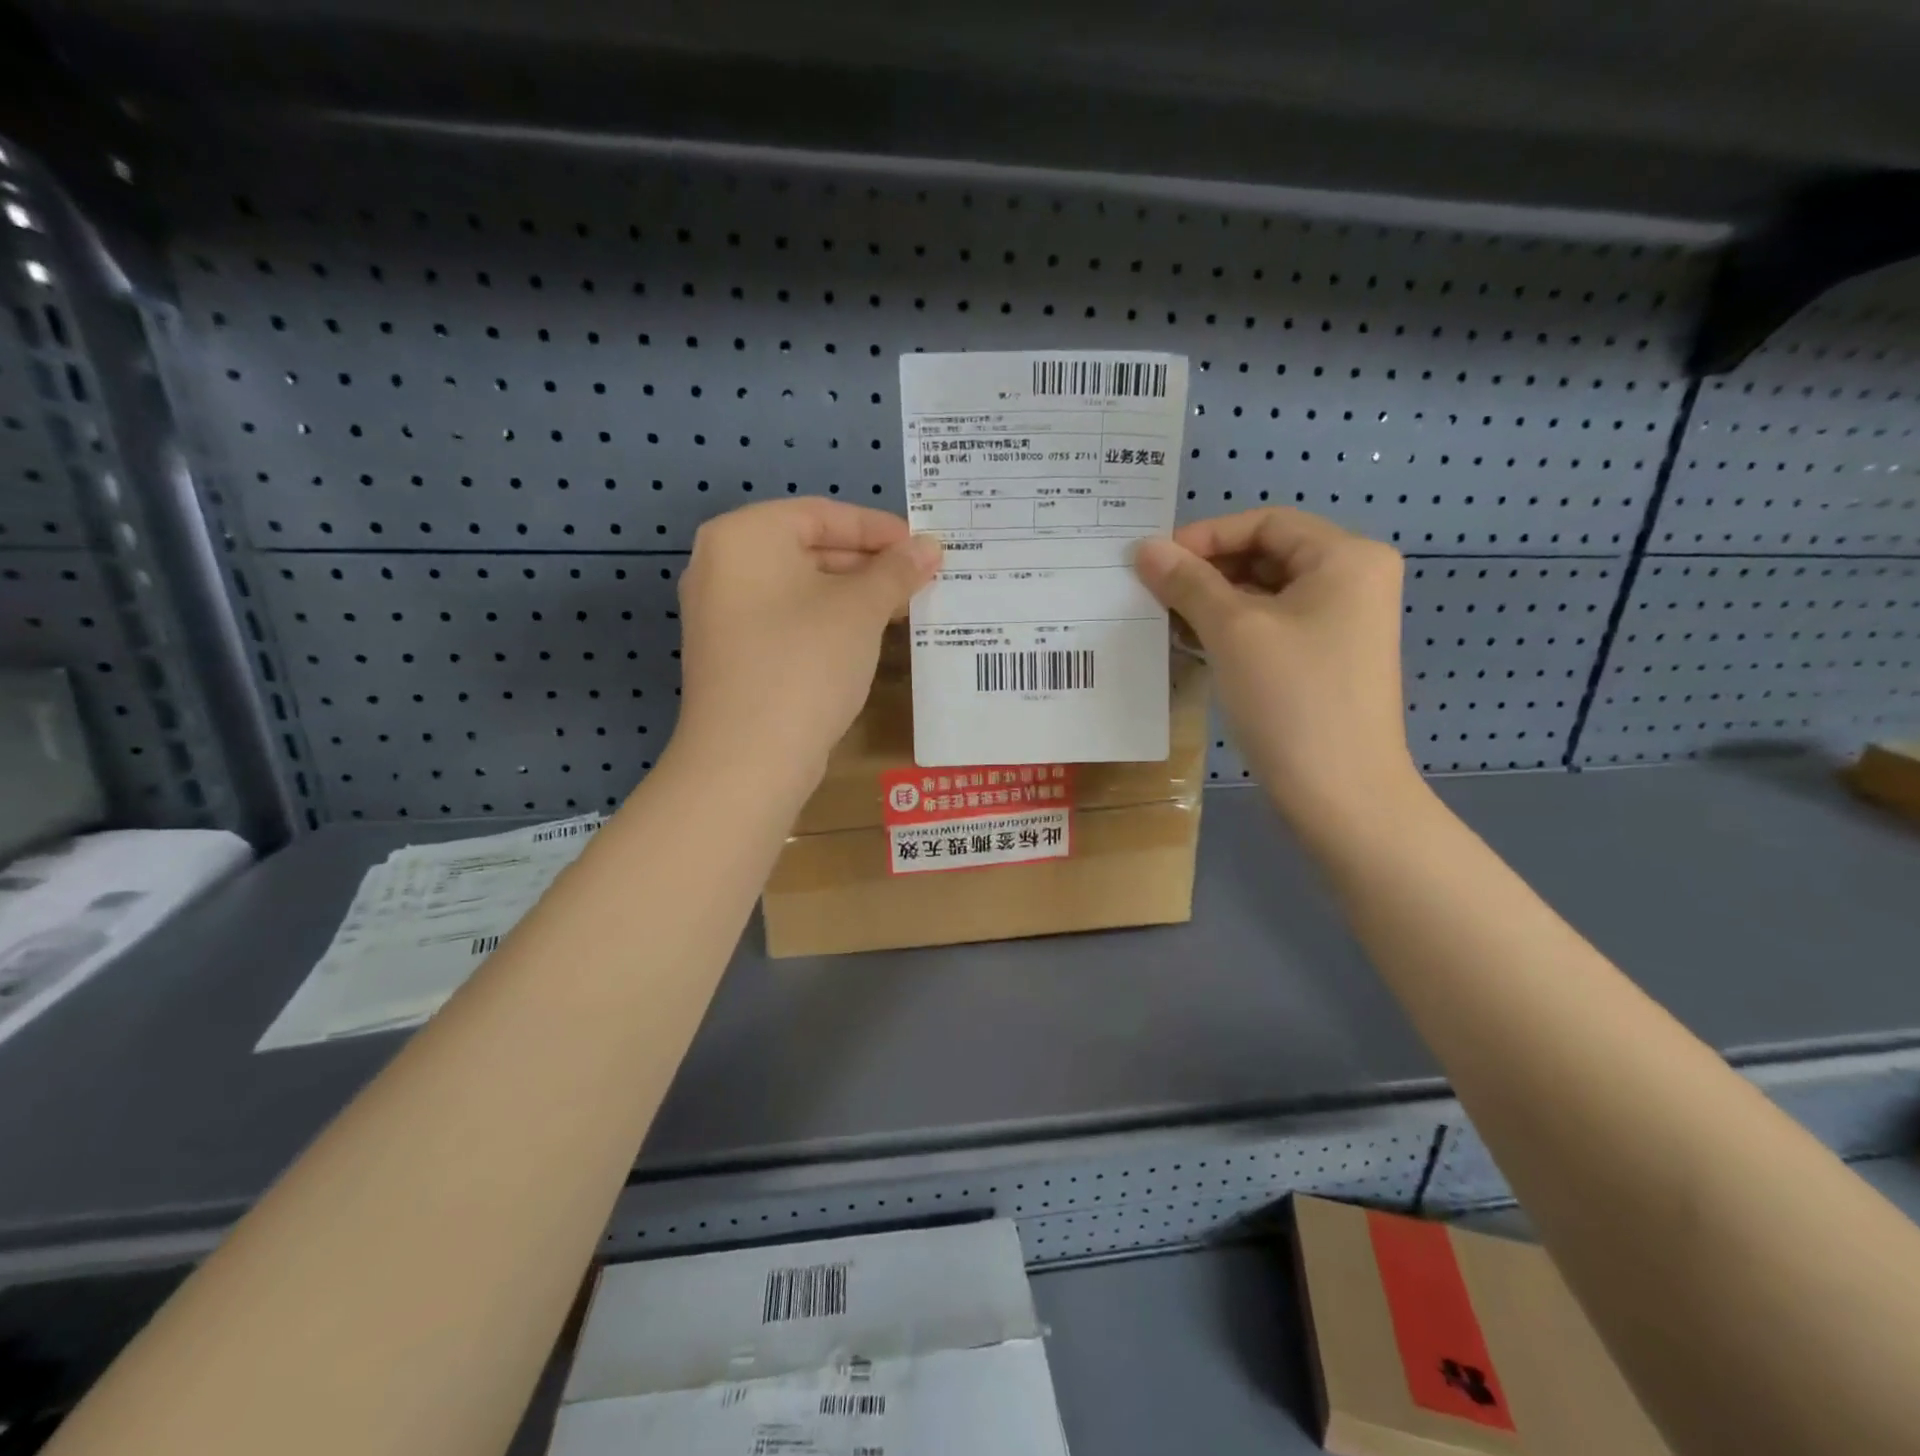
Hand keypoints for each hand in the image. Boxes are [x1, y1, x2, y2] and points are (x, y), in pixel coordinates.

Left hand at [673, 500, 939, 786]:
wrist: (748, 758)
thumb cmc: (805, 663)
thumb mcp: (860, 609)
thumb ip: (896, 571)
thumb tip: (929, 547)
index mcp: (744, 536)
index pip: (822, 514)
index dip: (880, 528)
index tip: (924, 547)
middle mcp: (721, 566)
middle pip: (808, 549)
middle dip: (869, 565)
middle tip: (920, 580)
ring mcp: (721, 614)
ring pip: (800, 589)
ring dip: (852, 596)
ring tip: (903, 609)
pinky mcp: (731, 655)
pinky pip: (786, 621)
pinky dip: (826, 623)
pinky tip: (865, 639)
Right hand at [1134, 508, 1418, 839]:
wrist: (1340, 794)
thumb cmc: (1292, 699)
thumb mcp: (1233, 631)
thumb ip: (1188, 582)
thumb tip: (1145, 548)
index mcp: (1346, 558)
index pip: (1266, 522)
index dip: (1206, 535)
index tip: (1155, 562)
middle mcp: (1353, 580)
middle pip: (1267, 554)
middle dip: (1207, 570)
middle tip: (1154, 591)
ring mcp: (1342, 624)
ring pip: (1266, 593)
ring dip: (1214, 601)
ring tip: (1165, 619)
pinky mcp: (1326, 659)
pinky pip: (1272, 626)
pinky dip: (1232, 629)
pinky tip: (1193, 643)